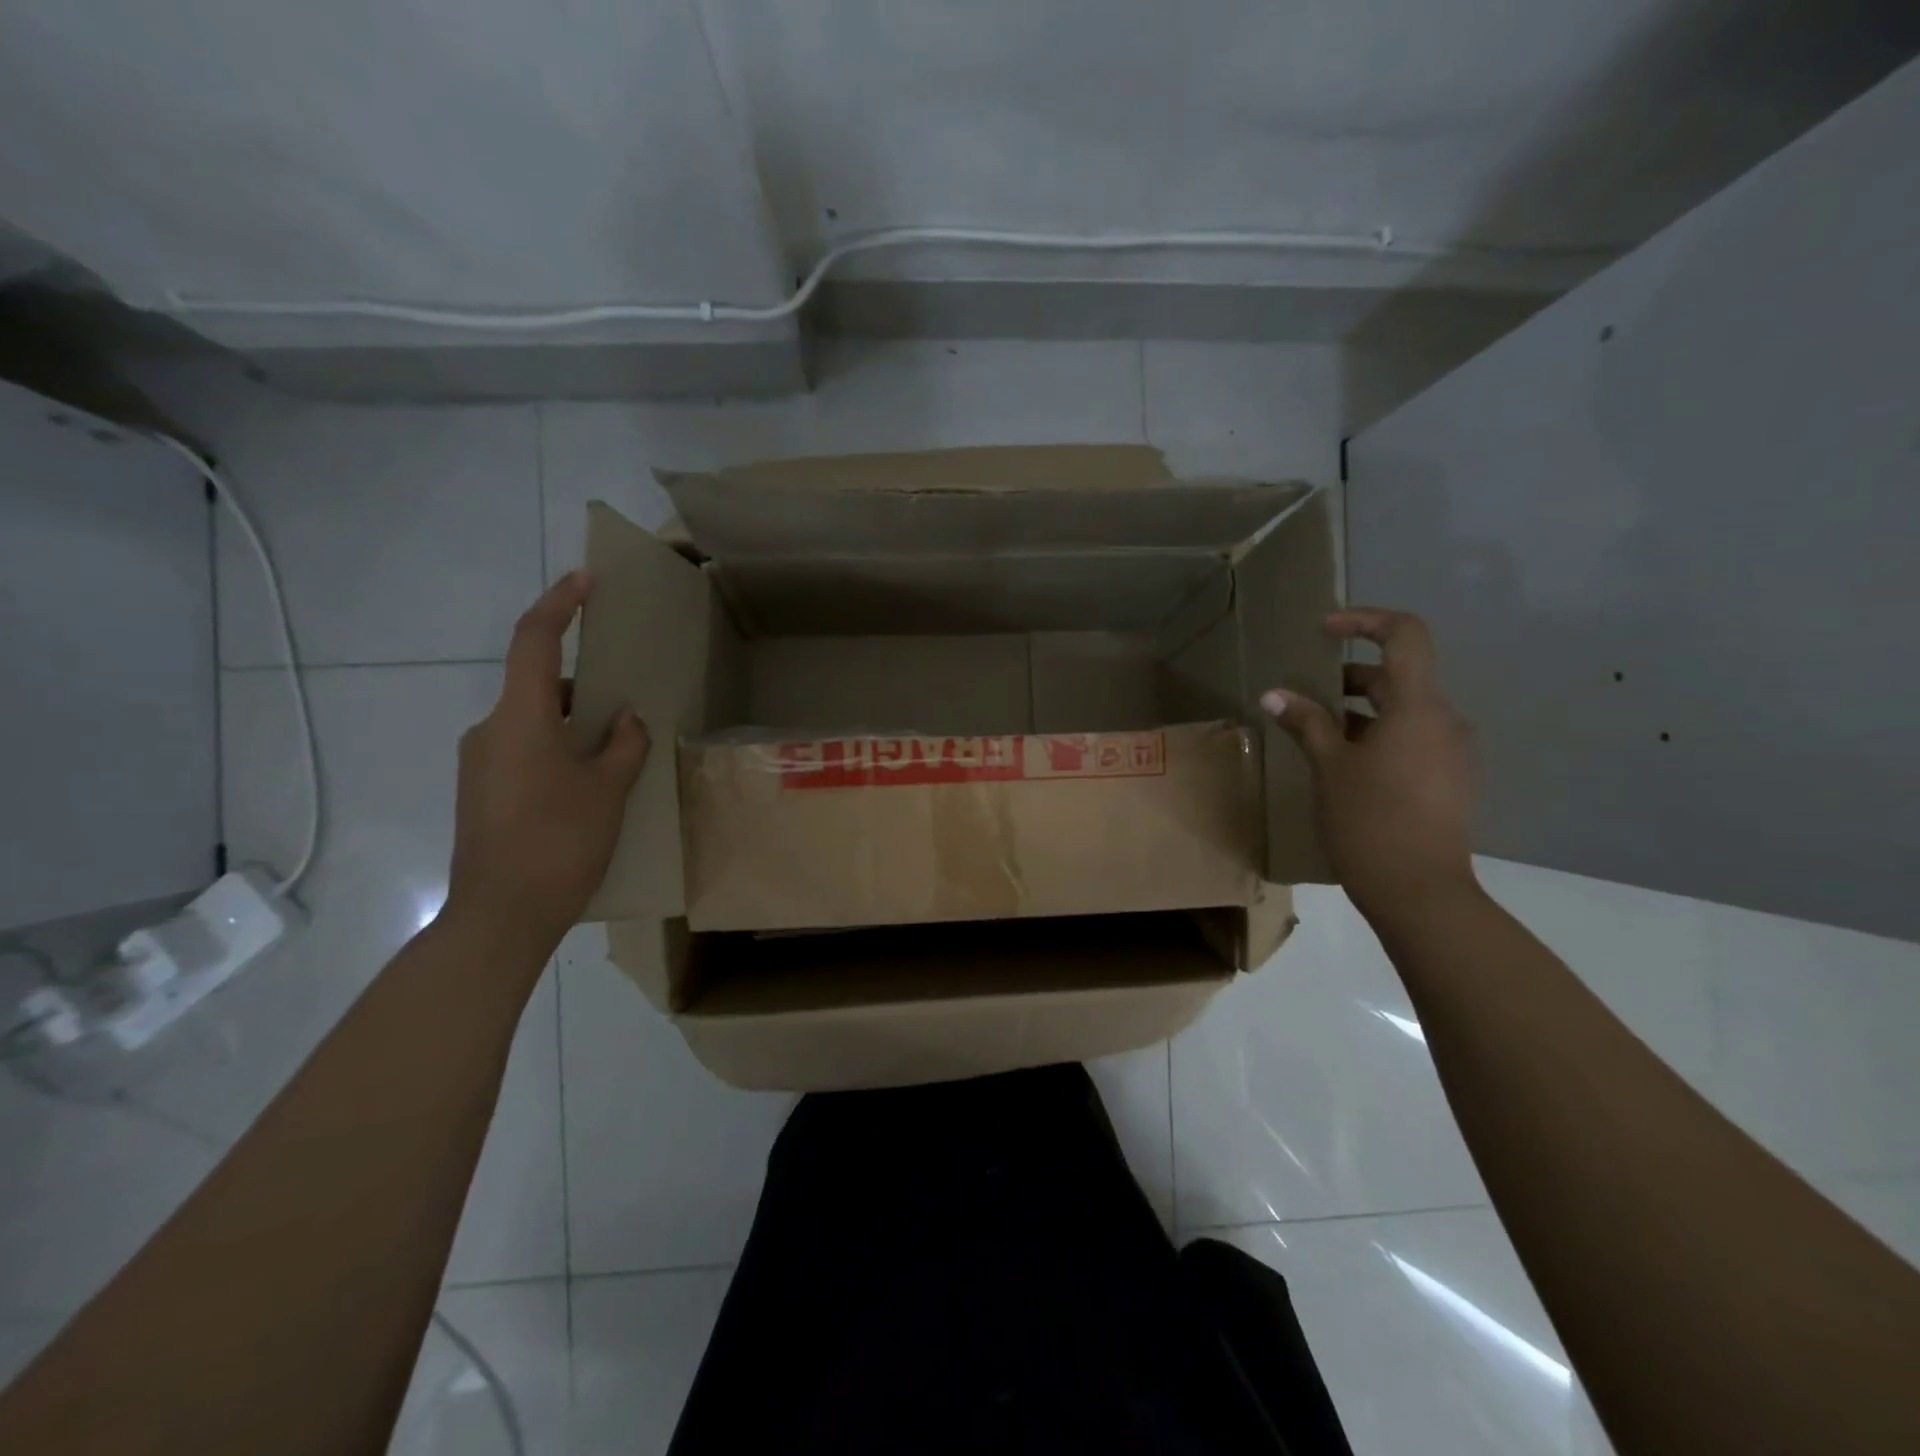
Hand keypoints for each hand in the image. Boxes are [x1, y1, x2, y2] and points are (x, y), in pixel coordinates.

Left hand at [443, 572, 649, 958]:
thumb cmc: (558, 843)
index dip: (559, 604)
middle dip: (586, 686)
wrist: (499, 917)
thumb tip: (628, 721)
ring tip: (618, 754)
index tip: (586, 580)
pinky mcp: (482, 791)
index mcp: (521, 719)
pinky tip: (589, 785)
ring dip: (574, 724)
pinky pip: (524, 750)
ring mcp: (481, 762)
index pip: (534, 642)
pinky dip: (558, 749)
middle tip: (629, 705)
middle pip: (539, 685)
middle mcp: (491, 730)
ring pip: (534, 722)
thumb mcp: (607, 791)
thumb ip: (623, 745)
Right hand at [1262, 608, 1476, 920]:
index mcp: (1418, 707)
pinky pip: (1412, 739)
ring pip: (1403, 711)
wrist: (1419, 891)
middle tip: (1304, 694)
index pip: (1405, 635)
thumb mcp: (1329, 766)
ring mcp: (1451, 752)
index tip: (1325, 628)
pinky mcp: (1448, 780)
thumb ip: (1306, 722)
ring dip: (1359, 710)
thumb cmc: (1369, 819)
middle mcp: (1444, 720)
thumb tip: (1275, 694)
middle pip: (1398, 676)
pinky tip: (1344, 764)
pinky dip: (1377, 736)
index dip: (1365, 620)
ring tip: (1316, 733)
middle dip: (1349, 675)